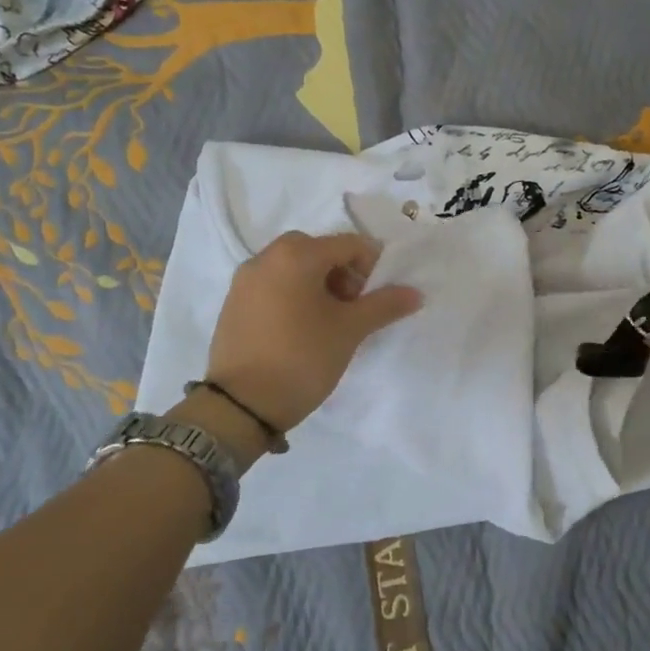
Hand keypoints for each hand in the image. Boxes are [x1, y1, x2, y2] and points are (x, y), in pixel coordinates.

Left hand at [202, 231, 422, 434]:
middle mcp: (266, 257)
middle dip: (344, 274)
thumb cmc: (302, 358)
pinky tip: (301, 331)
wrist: (241, 405)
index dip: (372, 266)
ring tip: (329, 323)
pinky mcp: (234, 303)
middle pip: (319, 251)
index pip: (349, 244)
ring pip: (294, 268)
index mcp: (296, 255)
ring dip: (319, 284)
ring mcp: (244, 280)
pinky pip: (273, 285)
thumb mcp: (350, 330)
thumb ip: (385, 305)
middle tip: (353, 309)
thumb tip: (415, 293)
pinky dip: (294, 296)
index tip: (377, 299)